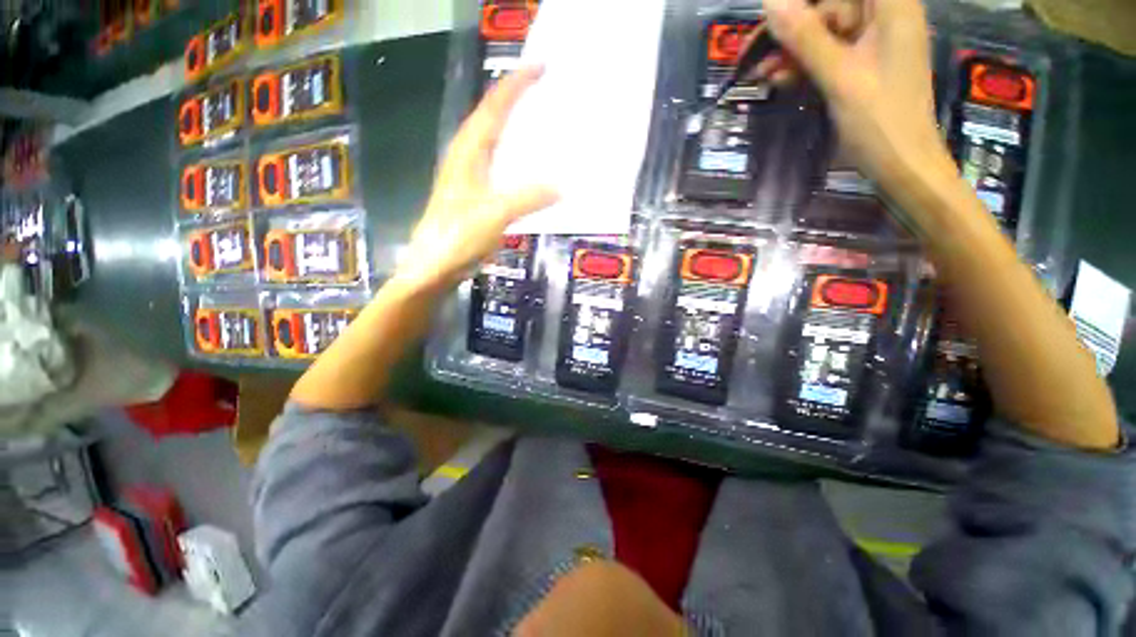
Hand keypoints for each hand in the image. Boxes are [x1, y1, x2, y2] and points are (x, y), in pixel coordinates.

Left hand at [395, 66, 559, 292]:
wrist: (434, 266)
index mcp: (468, 152)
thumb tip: (561, 187)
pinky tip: (526, 165)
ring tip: (538, 119)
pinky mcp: (473, 195)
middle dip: (515, 99)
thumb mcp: (495, 214)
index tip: (540, 68)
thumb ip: (527, 198)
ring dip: (513, 125)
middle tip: (544, 90)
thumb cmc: (457, 237)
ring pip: (492, 140)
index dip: (515, 85)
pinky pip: (497, 165)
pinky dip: (513, 156)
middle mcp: (465, 157)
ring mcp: (468, 177)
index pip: (493, 107)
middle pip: (490, 117)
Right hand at [760, 0, 951, 188]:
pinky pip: (827, 54)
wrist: (901, 165)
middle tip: (758, 51)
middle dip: (795, 25)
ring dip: (792, 50)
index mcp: (891, 7)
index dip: (805, 0)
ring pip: (824, 31)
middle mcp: (884, 16)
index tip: (774, 14)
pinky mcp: (861, 65)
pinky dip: (803, 65)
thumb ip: (806, 37)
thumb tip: (771, 2)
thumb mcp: (839, 77)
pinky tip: (778, 78)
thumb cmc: (879, 121)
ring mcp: (873, 42)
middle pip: (831, 5)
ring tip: (762, 72)